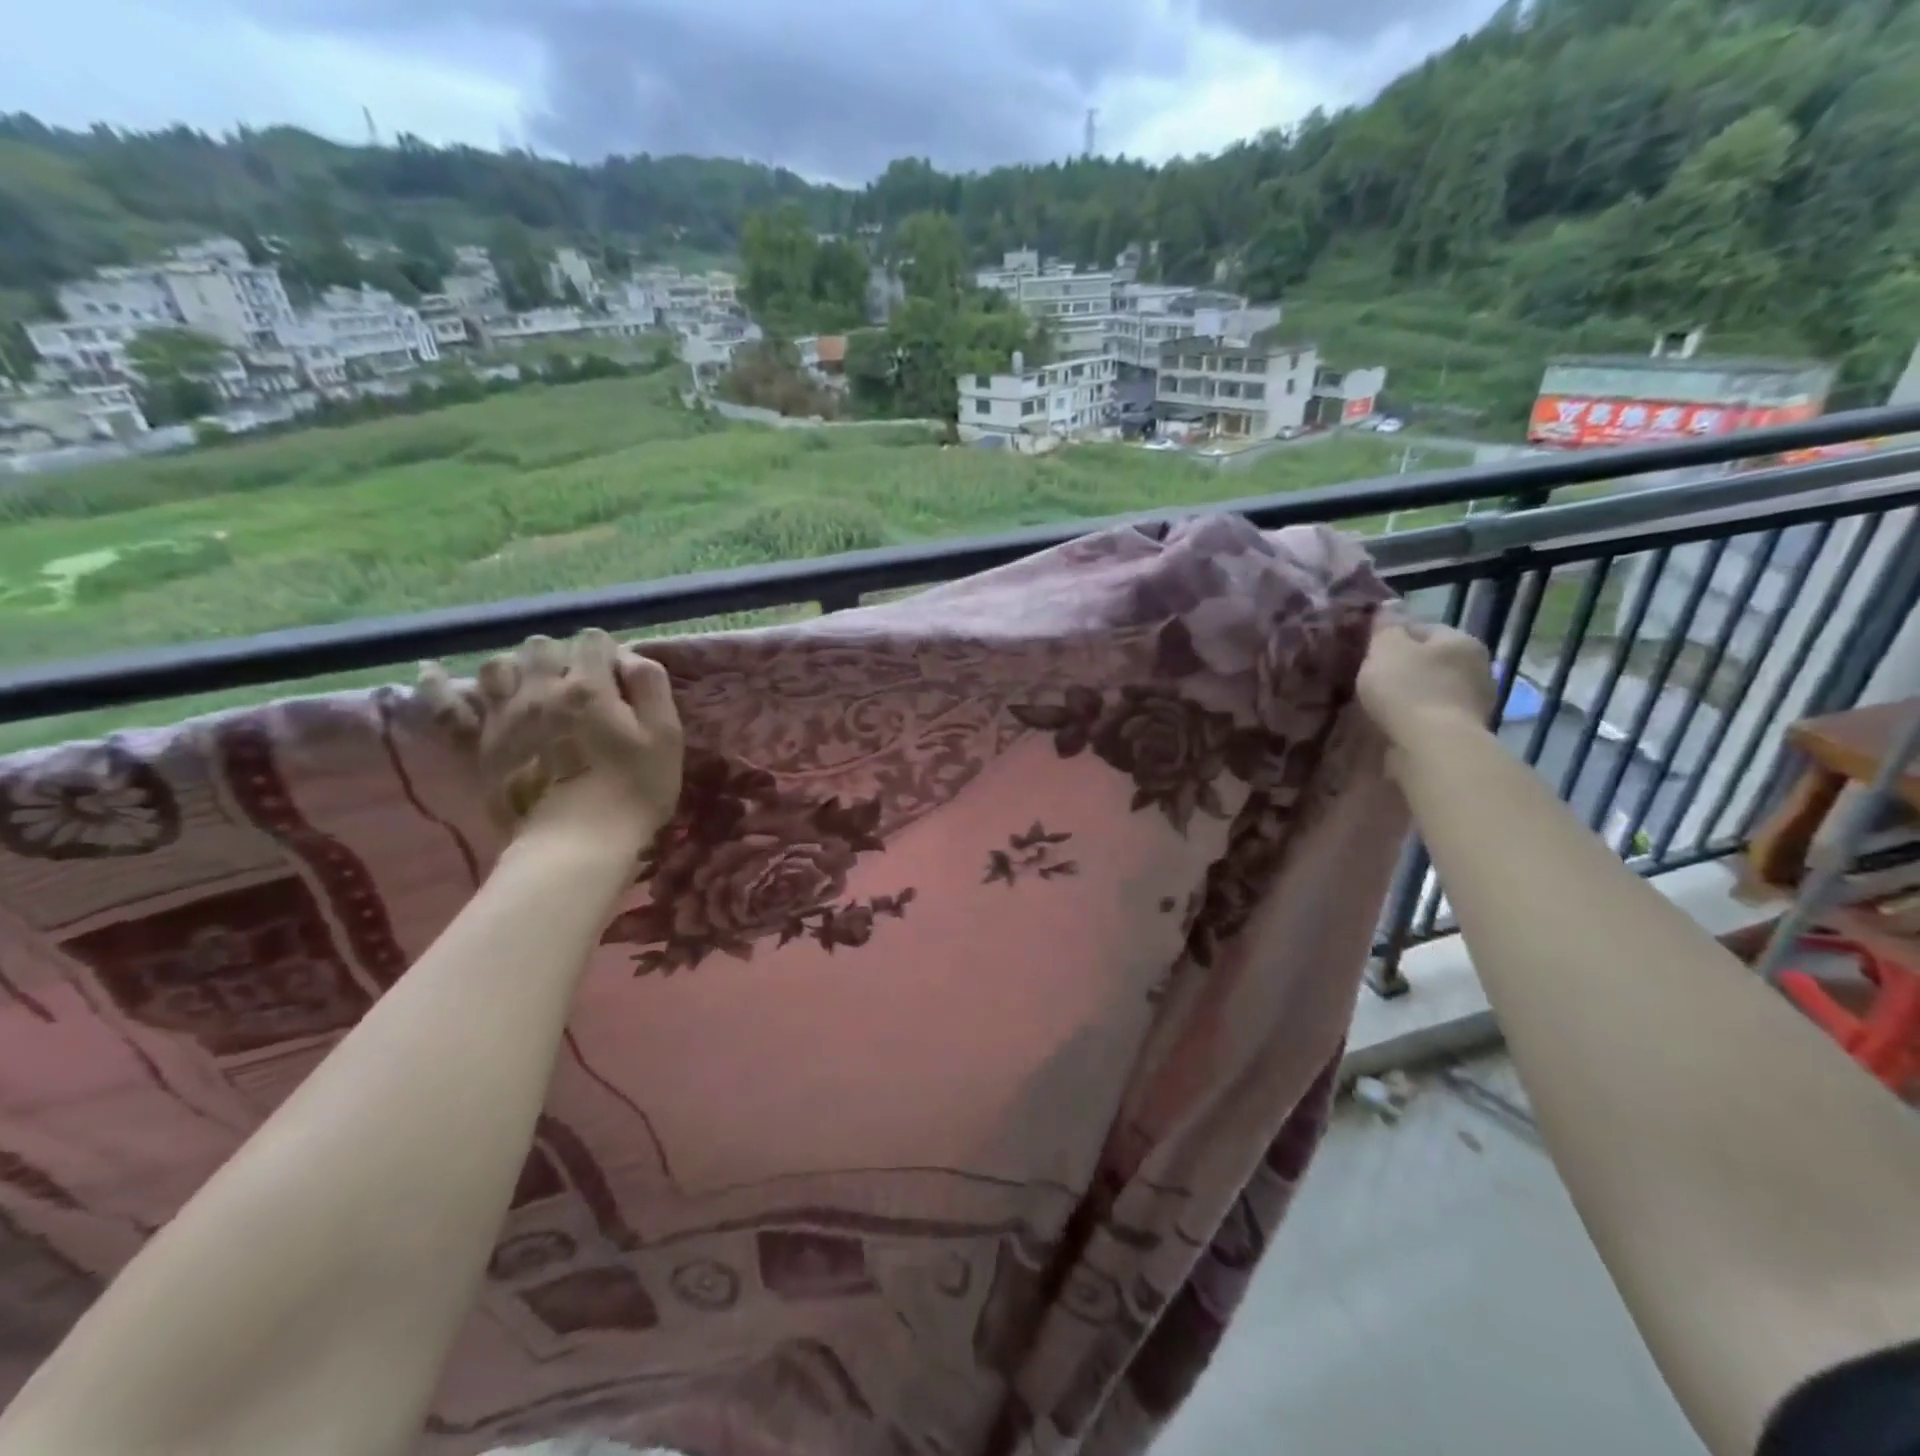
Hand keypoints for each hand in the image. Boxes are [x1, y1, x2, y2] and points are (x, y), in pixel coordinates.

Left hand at [419, 629, 683, 849]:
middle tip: (579, 688)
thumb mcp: (665, 736)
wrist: (577, 845)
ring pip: (498, 665)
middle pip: (543, 647)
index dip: (608, 656)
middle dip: (563, 658)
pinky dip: (439, 686)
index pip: (594, 641)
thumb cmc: (634, 791)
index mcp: (589, 686)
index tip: (619, 682)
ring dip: (517, 669)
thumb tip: (628, 657)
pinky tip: (433, 672)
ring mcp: (503, 716)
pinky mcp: (479, 744)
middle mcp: (540, 690)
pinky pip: (447, 706)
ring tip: (532, 689)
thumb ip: (651, 686)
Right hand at [1356, 619, 1495, 756]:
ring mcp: (1476, 701)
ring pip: (1434, 689)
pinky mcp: (1467, 730)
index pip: (1422, 628)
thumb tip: (1390, 604)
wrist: (1433, 746)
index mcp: (1461, 640)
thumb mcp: (1386, 649)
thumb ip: (1387, 625)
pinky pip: (1435, 715)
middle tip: (1372, 681)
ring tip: (1382, 706)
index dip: (1392, 639)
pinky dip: (1418, 717)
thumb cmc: (1408, 689)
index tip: (1368, 654)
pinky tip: (1397, 725)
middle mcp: (1478, 666)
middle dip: (1405, 668)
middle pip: (1431, 660)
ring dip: (1413, 695)